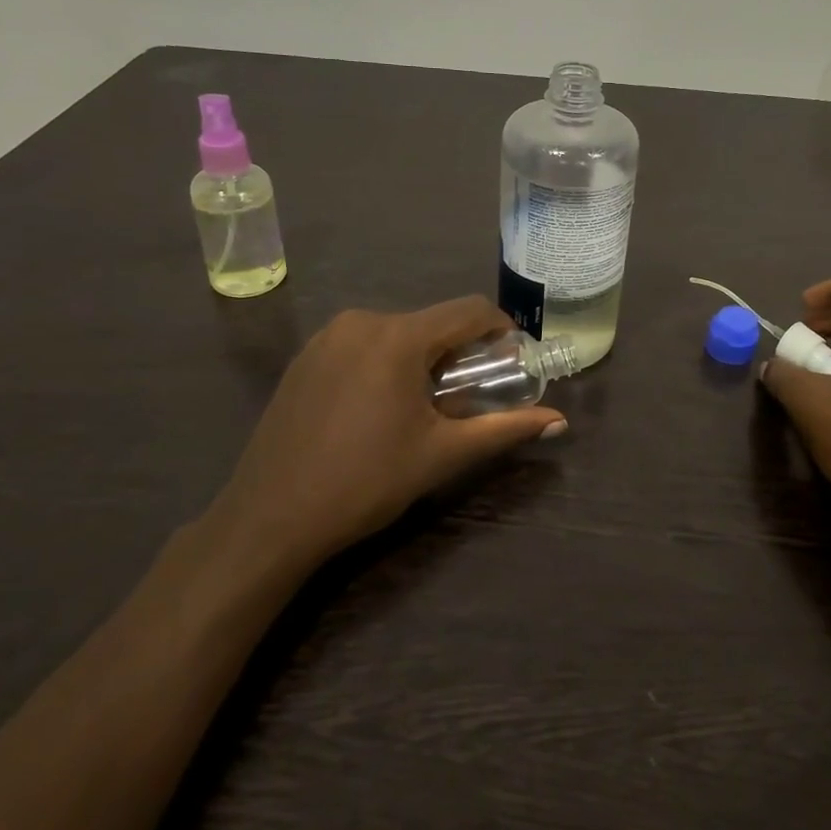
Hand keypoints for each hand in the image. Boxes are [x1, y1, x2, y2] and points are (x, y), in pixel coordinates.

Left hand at [209, 297, 566, 571]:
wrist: (269, 518)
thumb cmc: (366, 482)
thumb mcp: (442, 454)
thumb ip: (505, 429)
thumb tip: (561, 422)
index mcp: (398, 336)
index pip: (469, 310)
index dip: (501, 329)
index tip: (514, 361)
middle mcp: (361, 321)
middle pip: (432, 323)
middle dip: (461, 353)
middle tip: (471, 397)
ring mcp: (326, 337)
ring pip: (397, 334)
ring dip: (423, 360)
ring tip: (426, 408)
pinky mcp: (305, 358)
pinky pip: (363, 345)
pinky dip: (387, 364)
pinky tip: (380, 409)